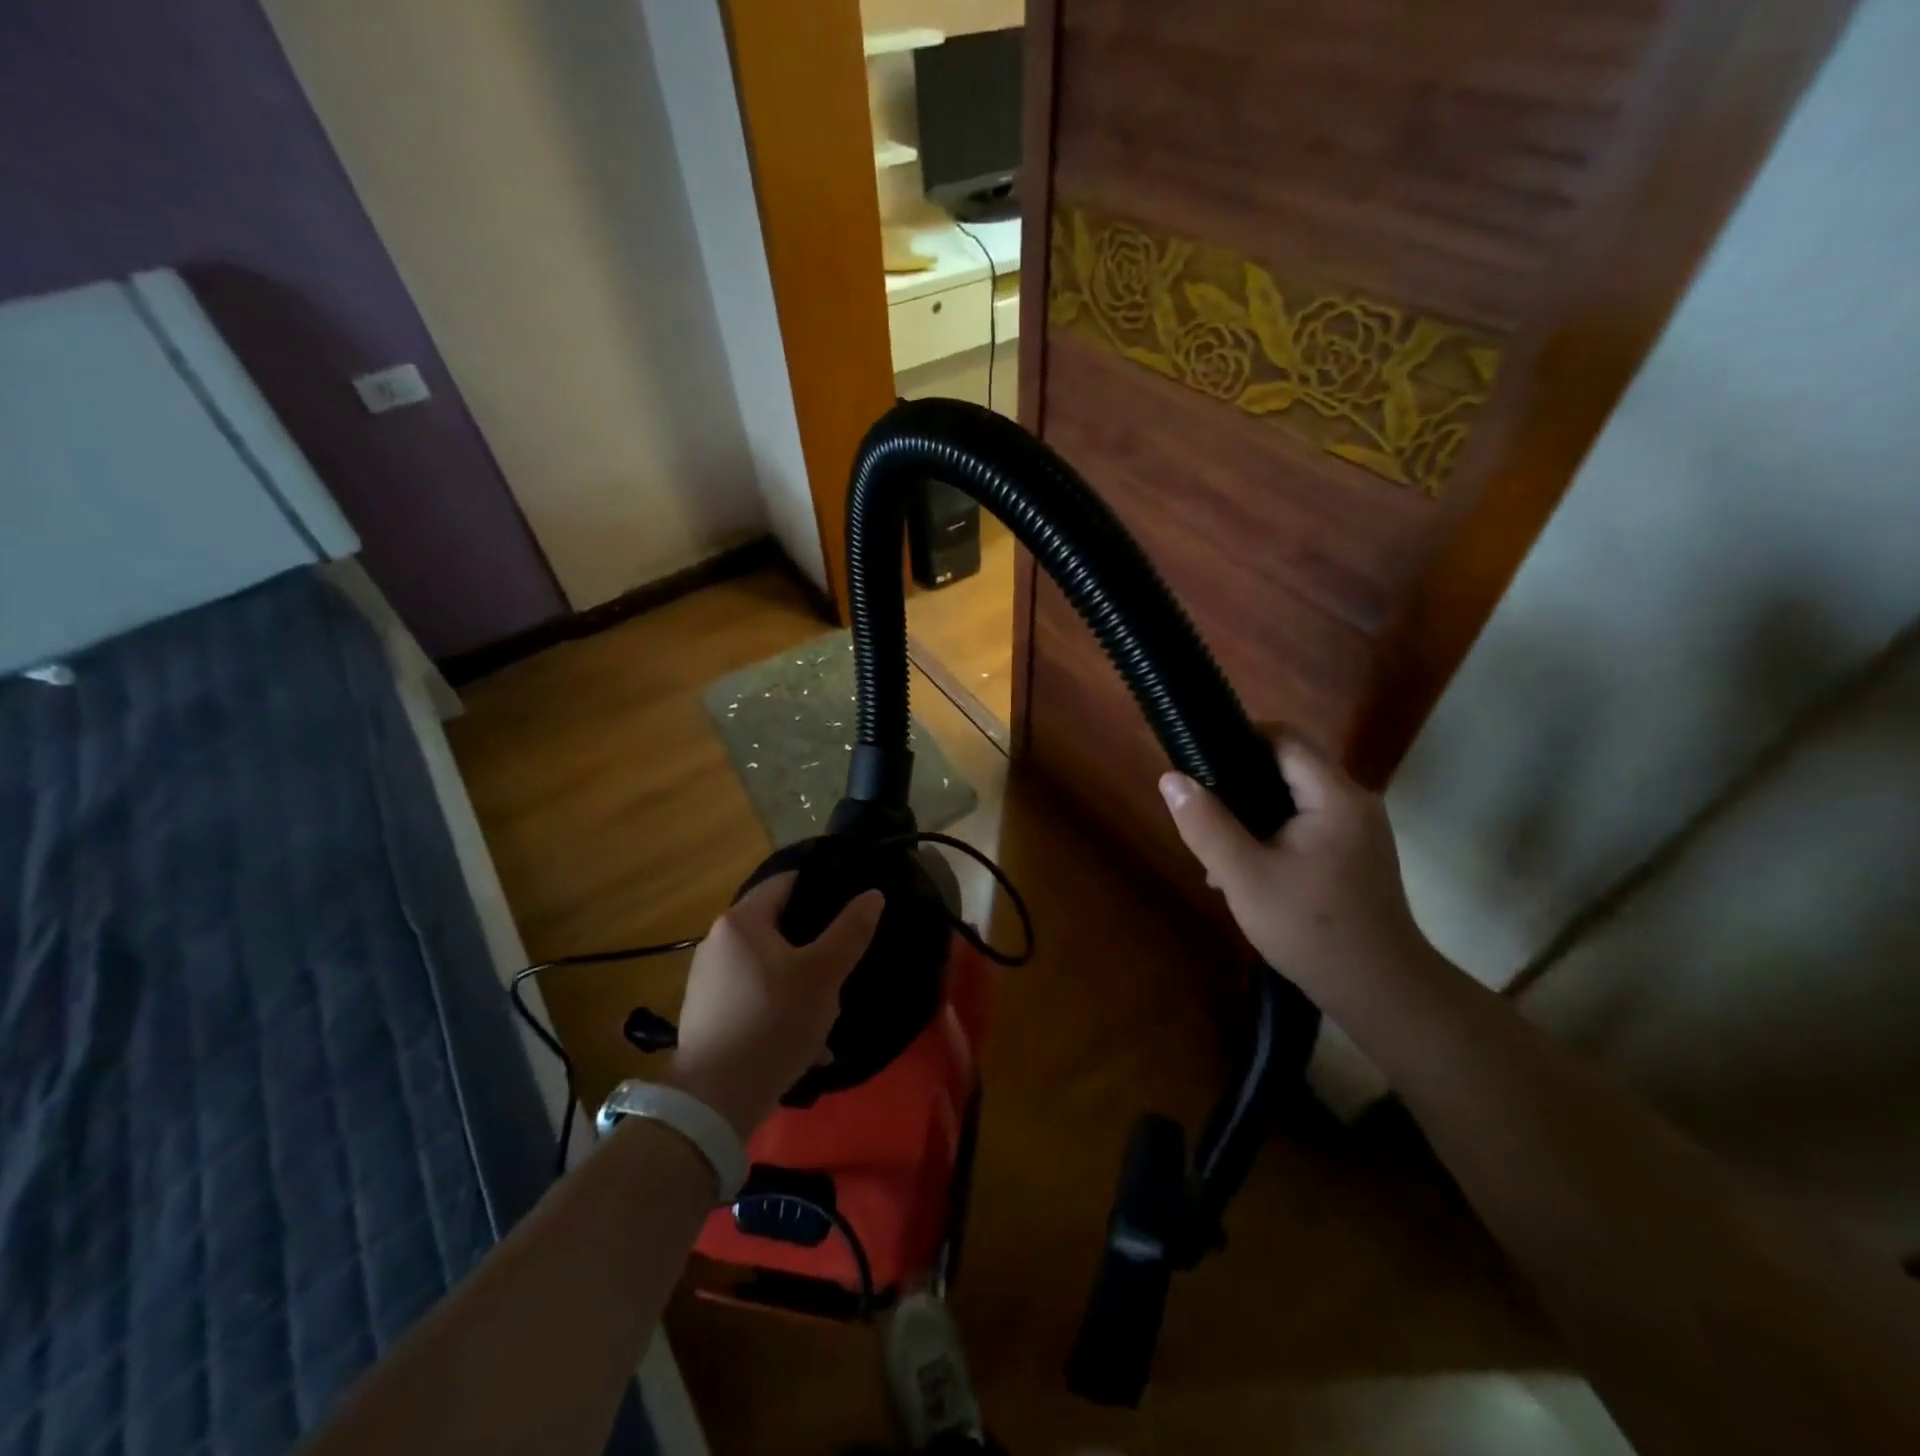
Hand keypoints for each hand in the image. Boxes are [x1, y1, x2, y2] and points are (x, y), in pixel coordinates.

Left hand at [664, 874, 883, 1138]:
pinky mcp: (706, 1013)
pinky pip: (753, 996)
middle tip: (843, 964)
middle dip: (814, 945)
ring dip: (800, 982)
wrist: (715, 1100)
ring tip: (827, 1010)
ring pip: (768, 966)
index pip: (786, 883)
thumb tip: (872, 894)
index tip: (850, 906)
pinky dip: (779, 1007)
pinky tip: (804, 1041)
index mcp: (741, 922)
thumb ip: (850, 931)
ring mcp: (707, 980)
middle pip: (778, 927)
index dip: (821, 889)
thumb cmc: (774, 1022)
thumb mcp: (823, 975)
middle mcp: (717, 942)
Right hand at [1158, 732, 1431, 998]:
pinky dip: (1277, 831)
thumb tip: (1171, 779)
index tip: (1201, 758)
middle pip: (1291, 765)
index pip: (1286, 738)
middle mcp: (1355, 802)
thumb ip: (1206, 824)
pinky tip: (1250, 868)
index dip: (1241, 737)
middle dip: (1242, 779)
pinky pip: (1310, 823)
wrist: (1380, 992)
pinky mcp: (1358, 854)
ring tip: (1219, 844)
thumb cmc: (1311, 929)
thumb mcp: (1244, 877)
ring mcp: (1360, 829)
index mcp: (1334, 797)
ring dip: (1256, 810)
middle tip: (1204, 807)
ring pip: (1297, 797)